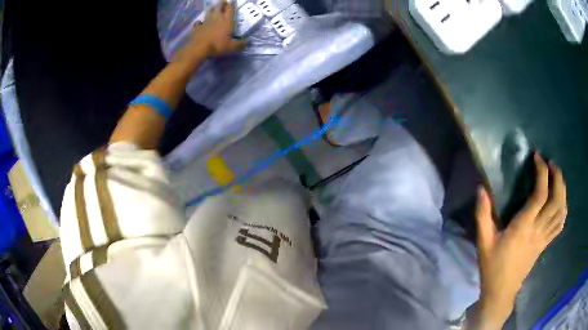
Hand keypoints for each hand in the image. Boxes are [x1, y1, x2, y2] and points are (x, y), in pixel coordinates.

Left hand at [191, 2, 246, 56]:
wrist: (199, 48)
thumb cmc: (217, 46)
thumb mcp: (232, 47)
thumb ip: (240, 44)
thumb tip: (247, 42)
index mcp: (227, 20)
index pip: (230, 9)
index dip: (231, 5)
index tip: (232, 4)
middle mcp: (217, 18)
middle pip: (219, 6)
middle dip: (222, 3)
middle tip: (224, 3)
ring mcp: (206, 21)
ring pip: (209, 11)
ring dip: (211, 9)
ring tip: (213, 9)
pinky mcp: (198, 26)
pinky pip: (199, 22)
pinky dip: (200, 22)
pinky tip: (201, 23)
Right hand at [474, 153, 566, 327]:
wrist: (501, 292)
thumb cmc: (492, 267)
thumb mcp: (483, 242)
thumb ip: (482, 214)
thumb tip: (481, 187)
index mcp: (523, 228)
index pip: (539, 195)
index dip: (541, 173)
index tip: (537, 158)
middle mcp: (537, 231)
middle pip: (556, 201)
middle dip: (557, 178)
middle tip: (552, 164)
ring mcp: (543, 239)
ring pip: (560, 212)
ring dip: (562, 191)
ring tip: (558, 178)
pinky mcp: (545, 245)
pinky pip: (559, 226)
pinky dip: (563, 210)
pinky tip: (561, 202)